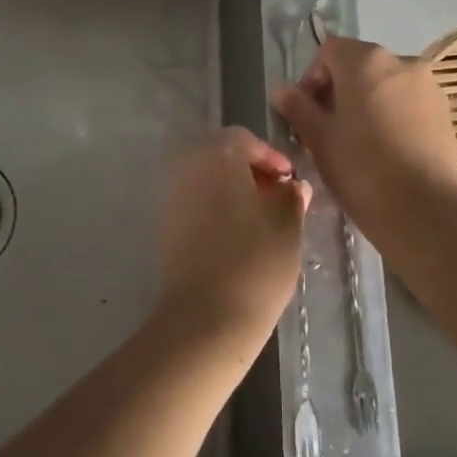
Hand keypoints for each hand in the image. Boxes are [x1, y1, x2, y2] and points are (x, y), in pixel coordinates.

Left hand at [155, 128, 309, 346]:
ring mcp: (171, 199)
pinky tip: (237, 238)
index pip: (243, 139)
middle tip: (277, 198)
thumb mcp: (287, 227)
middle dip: (250, 173)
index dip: (270, 156)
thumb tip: (292, 186)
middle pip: (220, 157)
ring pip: (206, 182)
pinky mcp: (164, 228)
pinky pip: (194, 205)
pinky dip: (215, 210)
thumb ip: (291, 198)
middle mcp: (187, 169)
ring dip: (232, 192)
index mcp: (217, 157)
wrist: (206, 317)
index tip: (289, 181)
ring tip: (261, 221)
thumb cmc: (255, 263)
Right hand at [274, 37, 456, 241]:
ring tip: (357, 142)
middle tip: (327, 130)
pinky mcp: (446, 113)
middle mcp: (402, 62)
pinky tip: (386, 150)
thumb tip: (283, 90)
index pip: (329, 51)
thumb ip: (299, 108)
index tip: (305, 113)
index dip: (312, 77)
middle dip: (339, 91)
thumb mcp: (319, 139)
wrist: (424, 210)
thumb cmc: (361, 168)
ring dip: (367, 103)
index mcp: (366, 60)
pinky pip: (408, 104)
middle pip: (360, 66)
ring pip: (386, 85)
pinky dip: (392, 116)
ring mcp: (429, 86)